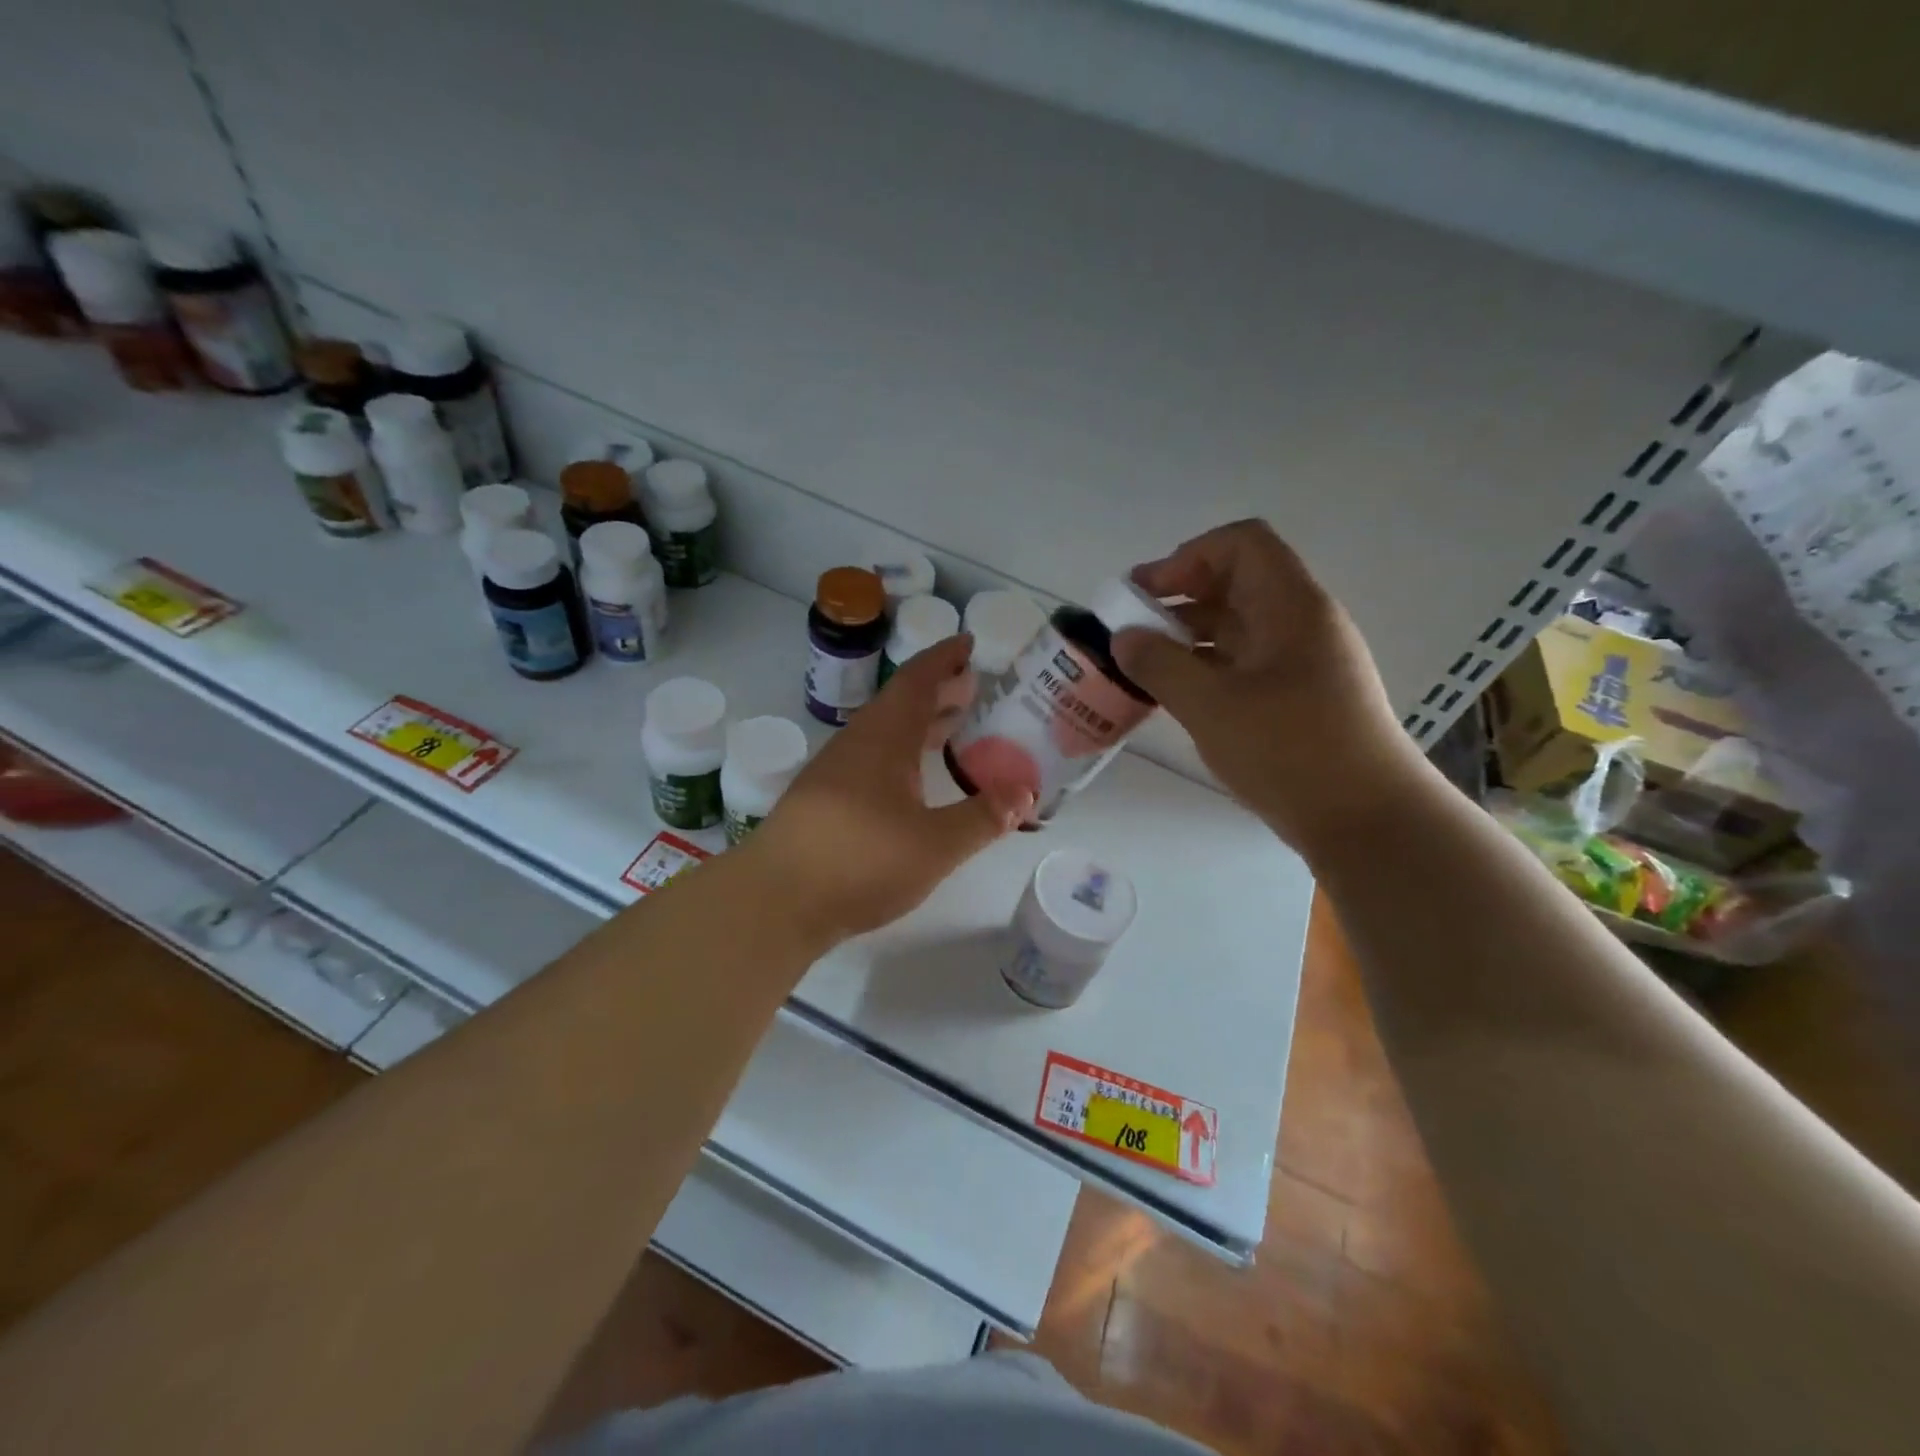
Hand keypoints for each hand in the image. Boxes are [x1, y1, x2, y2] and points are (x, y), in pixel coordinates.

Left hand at [742, 637, 1033, 944]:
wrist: (774, 901)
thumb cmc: (859, 862)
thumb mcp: (935, 844)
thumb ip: (983, 818)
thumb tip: (1027, 793)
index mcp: (884, 738)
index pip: (916, 681)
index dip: (944, 659)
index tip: (968, 643)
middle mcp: (857, 745)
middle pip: (900, 704)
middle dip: (938, 691)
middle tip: (974, 687)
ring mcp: (835, 773)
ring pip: (885, 733)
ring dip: (919, 724)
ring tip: (953, 727)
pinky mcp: (824, 801)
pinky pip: (873, 759)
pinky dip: (902, 755)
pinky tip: (913, 782)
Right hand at [1112, 519, 1428, 859]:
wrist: (1367, 820)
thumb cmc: (1290, 751)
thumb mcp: (1211, 706)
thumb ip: (1159, 665)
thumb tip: (1123, 637)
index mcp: (1290, 607)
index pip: (1241, 544)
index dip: (1188, 556)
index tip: (1146, 594)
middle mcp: (1301, 623)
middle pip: (1236, 584)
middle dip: (1179, 598)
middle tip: (1131, 630)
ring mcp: (1304, 662)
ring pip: (1238, 628)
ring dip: (1189, 637)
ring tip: (1143, 666)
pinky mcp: (1300, 698)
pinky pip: (1245, 664)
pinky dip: (1207, 668)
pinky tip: (1178, 697)